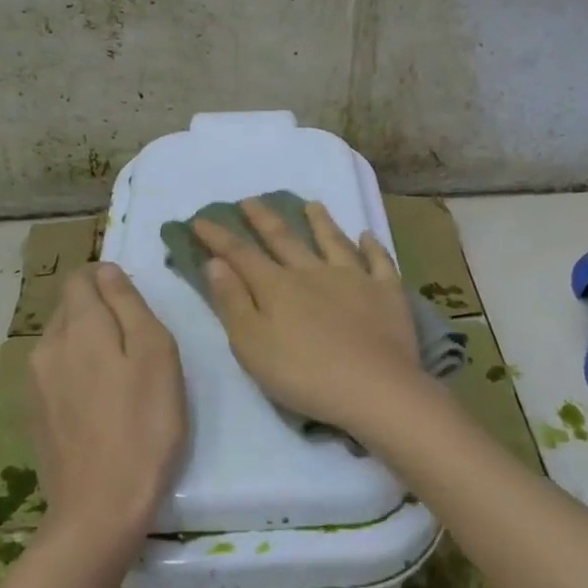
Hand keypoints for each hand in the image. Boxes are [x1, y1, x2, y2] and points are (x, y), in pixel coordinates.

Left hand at [28, 264, 187, 540]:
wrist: (100, 509)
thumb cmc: (144, 426)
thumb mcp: (156, 355)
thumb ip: (129, 305)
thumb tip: (107, 271)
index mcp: (79, 327)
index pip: (81, 278)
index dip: (107, 280)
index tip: (134, 305)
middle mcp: (47, 346)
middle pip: (69, 307)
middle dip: (98, 311)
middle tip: (136, 343)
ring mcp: (34, 383)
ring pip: (61, 340)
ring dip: (87, 342)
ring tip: (120, 375)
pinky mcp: (33, 414)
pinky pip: (54, 372)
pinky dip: (76, 372)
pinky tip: (99, 403)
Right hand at [193, 197, 423, 437]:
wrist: (374, 388)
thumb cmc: (304, 374)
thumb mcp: (252, 345)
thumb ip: (233, 302)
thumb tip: (216, 263)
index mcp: (277, 287)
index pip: (241, 254)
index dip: (219, 237)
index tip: (201, 219)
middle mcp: (313, 272)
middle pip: (285, 239)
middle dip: (264, 219)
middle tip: (250, 200)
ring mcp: (354, 278)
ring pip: (333, 242)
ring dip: (320, 222)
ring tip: (311, 204)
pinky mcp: (386, 293)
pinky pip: (379, 262)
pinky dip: (372, 247)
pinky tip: (368, 236)